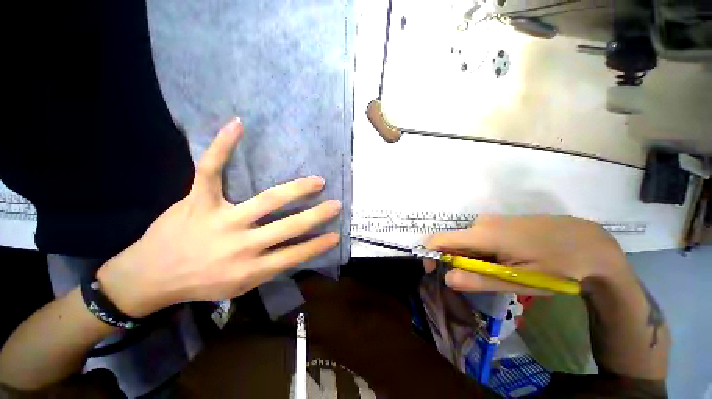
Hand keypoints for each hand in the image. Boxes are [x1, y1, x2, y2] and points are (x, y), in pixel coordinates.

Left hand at [96, 117, 341, 316]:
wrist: (149, 278)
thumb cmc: (199, 284)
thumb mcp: (239, 286)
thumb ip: (268, 267)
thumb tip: (295, 249)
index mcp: (251, 268)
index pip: (295, 254)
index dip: (318, 244)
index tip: (336, 233)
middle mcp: (241, 244)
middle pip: (288, 226)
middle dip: (316, 215)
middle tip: (335, 204)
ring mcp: (220, 220)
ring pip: (267, 200)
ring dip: (296, 189)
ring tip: (317, 180)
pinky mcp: (198, 202)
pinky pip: (211, 170)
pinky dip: (223, 146)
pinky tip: (238, 125)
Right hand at [423, 215, 631, 294]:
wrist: (592, 245)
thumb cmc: (558, 266)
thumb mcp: (519, 280)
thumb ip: (479, 280)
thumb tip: (447, 278)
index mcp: (483, 233)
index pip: (440, 239)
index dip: (430, 254)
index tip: (434, 272)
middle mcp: (481, 222)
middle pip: (454, 242)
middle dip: (457, 261)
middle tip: (482, 281)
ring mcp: (492, 220)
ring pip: (468, 241)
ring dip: (472, 258)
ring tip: (501, 273)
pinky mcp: (501, 222)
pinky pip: (480, 237)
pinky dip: (483, 251)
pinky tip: (507, 260)